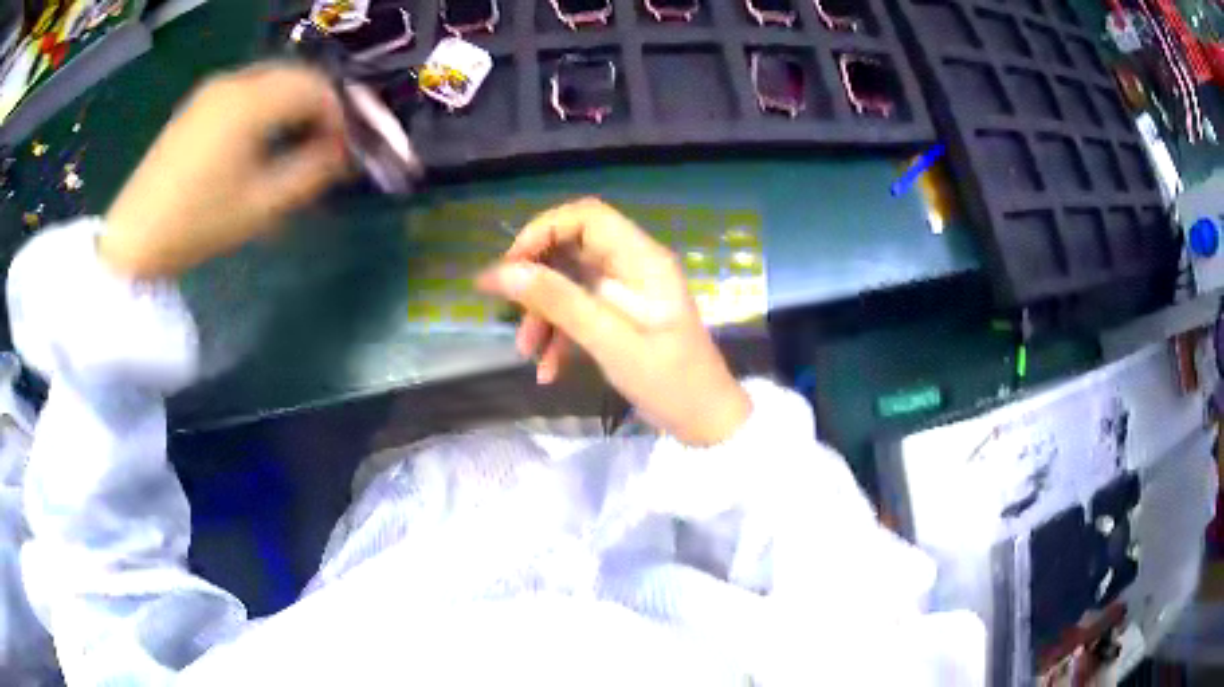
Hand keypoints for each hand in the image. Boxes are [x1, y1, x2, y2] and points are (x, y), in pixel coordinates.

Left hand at [101, 63, 349, 278]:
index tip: (341, 152)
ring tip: (293, 144)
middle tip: (322, 146)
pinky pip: (247, 89)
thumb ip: (310, 173)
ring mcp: (213, 89)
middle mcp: (235, 80)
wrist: (134, 237)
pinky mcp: (198, 103)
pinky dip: (266, 105)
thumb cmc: (198, 223)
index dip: (338, 116)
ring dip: (292, 105)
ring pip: (271, 80)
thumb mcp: (261, 206)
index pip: (316, 87)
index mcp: (251, 100)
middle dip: (317, 107)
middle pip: (295, 75)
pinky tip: (260, 138)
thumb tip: (343, 154)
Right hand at [477, 198, 750, 446]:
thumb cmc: (669, 380)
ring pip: (569, 283)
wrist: (704, 421)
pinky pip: (579, 311)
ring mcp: (626, 292)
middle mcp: (633, 266)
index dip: (544, 230)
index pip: (587, 216)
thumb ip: (559, 302)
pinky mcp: (619, 317)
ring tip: (527, 351)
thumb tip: (501, 272)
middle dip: (537, 279)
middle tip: (509, 308)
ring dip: (542, 313)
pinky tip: (548, 369)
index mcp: (642, 259)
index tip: (511, 265)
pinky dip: (559, 334)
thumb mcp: (610, 342)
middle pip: (572, 248)